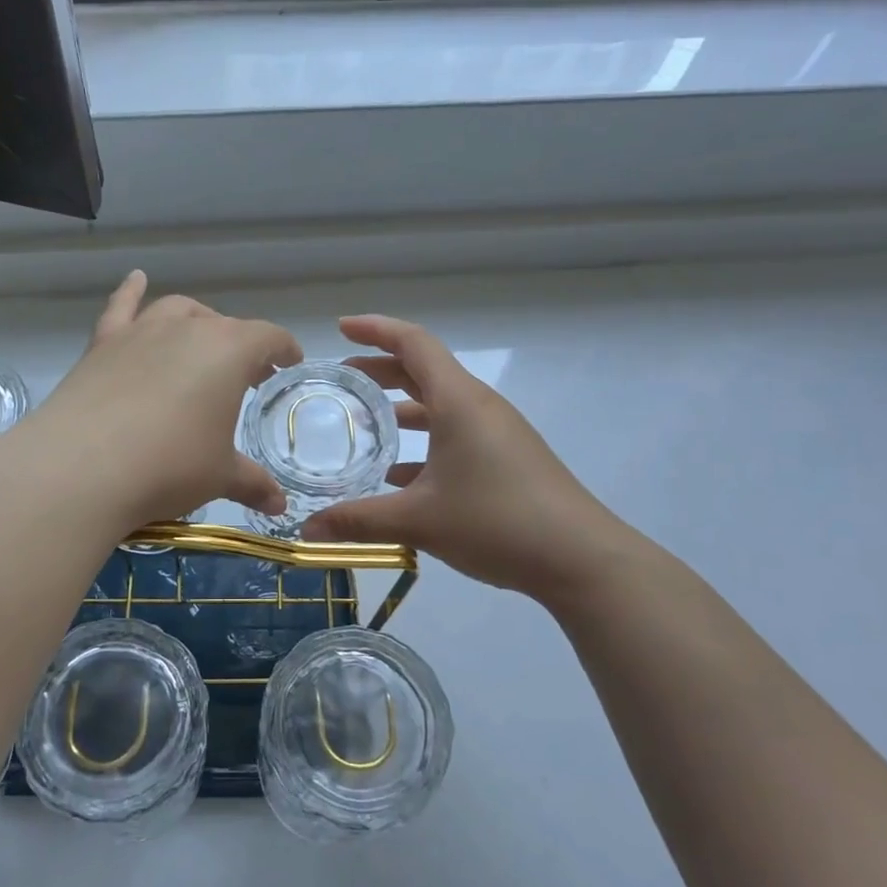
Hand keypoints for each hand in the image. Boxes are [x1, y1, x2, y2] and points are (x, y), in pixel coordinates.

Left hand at [17, 272, 301, 529]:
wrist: (82, 467)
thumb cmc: (169, 466)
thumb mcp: (219, 477)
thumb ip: (253, 484)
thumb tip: (278, 505)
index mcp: (229, 351)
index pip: (269, 338)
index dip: (284, 349)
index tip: (289, 363)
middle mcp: (188, 329)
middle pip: (224, 326)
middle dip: (242, 347)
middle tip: (246, 376)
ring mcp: (141, 331)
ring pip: (178, 311)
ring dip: (196, 321)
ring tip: (202, 341)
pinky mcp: (102, 343)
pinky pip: (121, 306)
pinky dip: (131, 291)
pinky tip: (136, 279)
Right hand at [302, 315, 647, 605]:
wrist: (580, 559)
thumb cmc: (497, 521)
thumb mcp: (418, 521)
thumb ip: (357, 521)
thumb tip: (305, 531)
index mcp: (458, 401)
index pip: (413, 343)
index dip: (375, 329)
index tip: (341, 328)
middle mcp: (479, 407)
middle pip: (425, 370)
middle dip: (382, 369)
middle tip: (343, 379)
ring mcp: (497, 433)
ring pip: (441, 405)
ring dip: (402, 407)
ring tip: (365, 424)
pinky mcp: (507, 460)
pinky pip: (456, 435)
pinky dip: (424, 442)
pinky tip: (399, 475)